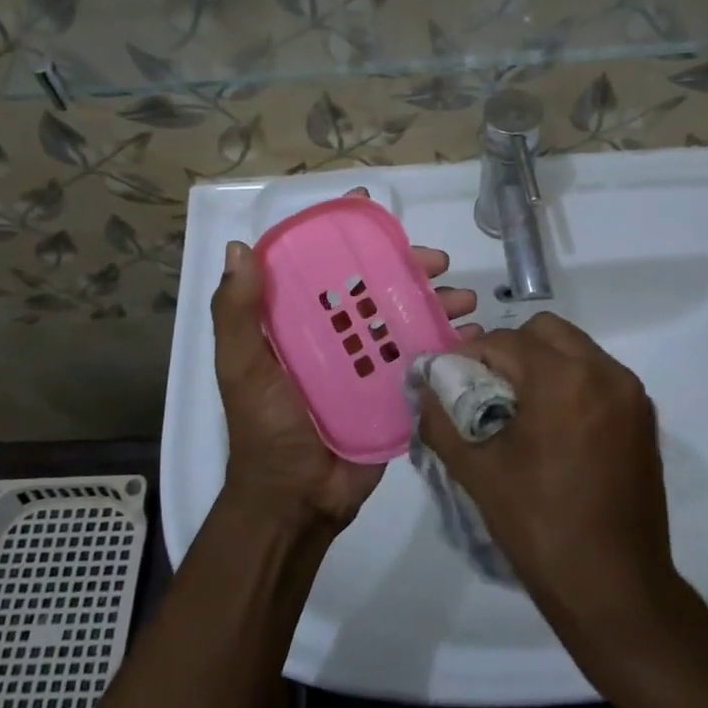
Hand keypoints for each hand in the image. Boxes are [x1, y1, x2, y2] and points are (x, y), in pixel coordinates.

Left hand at [214, 190, 477, 531]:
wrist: (297, 499)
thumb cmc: (266, 427)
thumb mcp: (241, 367)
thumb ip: (235, 313)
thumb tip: (239, 248)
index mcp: (299, 320)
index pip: (324, 264)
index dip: (347, 234)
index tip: (373, 208)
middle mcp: (336, 333)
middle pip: (376, 285)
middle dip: (409, 267)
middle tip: (438, 263)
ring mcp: (368, 362)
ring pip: (407, 316)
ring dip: (438, 301)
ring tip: (464, 299)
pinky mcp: (394, 390)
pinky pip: (424, 357)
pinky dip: (449, 342)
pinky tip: (471, 335)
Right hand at [416, 313, 681, 662]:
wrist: (615, 588)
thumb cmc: (540, 527)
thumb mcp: (477, 472)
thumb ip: (442, 419)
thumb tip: (424, 387)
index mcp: (563, 378)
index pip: (504, 341)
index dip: (471, 356)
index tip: (453, 382)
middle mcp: (604, 372)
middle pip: (545, 331)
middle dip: (511, 350)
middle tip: (487, 389)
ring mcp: (631, 394)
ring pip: (576, 349)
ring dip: (543, 363)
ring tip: (520, 409)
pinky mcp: (645, 418)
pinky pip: (599, 376)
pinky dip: (572, 382)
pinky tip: (555, 427)